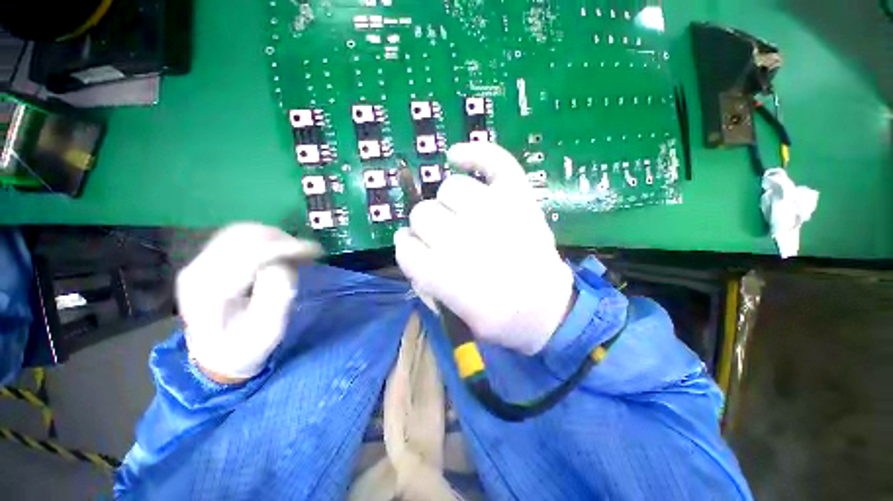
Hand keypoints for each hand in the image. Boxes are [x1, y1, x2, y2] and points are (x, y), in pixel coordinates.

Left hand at [176, 223, 321, 382]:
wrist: (214, 354)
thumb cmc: (244, 348)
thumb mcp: (267, 331)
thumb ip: (276, 297)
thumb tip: (283, 265)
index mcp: (209, 293)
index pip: (249, 255)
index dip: (285, 248)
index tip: (315, 251)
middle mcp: (198, 271)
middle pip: (243, 236)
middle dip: (282, 240)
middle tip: (307, 253)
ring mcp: (199, 263)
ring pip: (241, 231)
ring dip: (275, 237)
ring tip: (296, 252)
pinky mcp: (207, 259)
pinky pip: (238, 236)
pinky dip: (265, 238)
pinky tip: (279, 251)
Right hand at [394, 142, 574, 354]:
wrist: (548, 311)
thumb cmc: (498, 319)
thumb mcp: (449, 313)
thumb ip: (422, 279)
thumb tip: (406, 242)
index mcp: (443, 275)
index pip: (405, 246)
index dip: (409, 246)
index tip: (416, 249)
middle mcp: (464, 241)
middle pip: (423, 214)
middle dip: (428, 226)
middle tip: (446, 236)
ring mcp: (494, 214)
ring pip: (450, 188)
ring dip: (449, 201)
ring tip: (462, 213)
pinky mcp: (518, 199)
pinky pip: (494, 162)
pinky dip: (474, 154)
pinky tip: (456, 157)